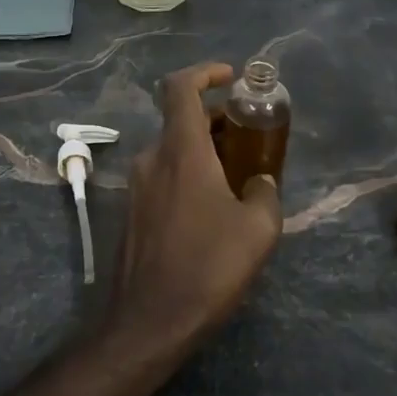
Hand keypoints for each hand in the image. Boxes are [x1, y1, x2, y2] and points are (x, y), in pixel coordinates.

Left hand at [104, 62, 282, 347]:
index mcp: (181, 151)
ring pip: (172, 150)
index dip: (205, 73)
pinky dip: (188, 174)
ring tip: (239, 176)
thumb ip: (265, 193)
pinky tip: (213, 209)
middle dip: (216, 120)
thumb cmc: (207, 268)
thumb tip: (260, 182)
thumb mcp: (258, 230)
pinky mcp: (131, 212)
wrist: (148, 322)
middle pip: (181, 120)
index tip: (231, 78)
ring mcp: (136, 186)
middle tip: (250, 138)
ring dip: (204, 150)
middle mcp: (152, 159)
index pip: (180, 88)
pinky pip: (163, 176)